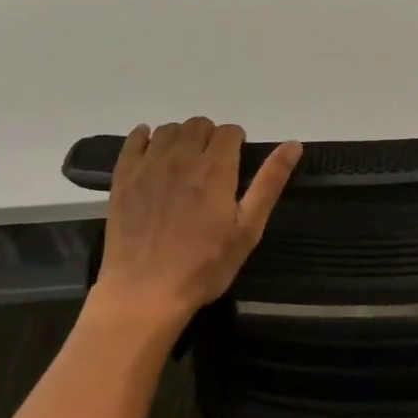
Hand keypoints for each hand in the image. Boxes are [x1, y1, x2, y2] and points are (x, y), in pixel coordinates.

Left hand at [93, 117, 301, 324]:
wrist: (145, 293)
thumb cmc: (204, 266)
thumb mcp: (248, 229)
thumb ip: (269, 183)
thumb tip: (293, 145)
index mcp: (216, 168)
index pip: (229, 131)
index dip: (236, 141)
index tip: (236, 160)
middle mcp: (182, 157)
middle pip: (199, 124)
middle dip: (210, 136)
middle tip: (212, 164)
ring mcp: (149, 166)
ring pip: (168, 129)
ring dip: (181, 137)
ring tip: (184, 161)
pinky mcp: (123, 178)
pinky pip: (133, 140)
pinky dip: (144, 136)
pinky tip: (150, 148)